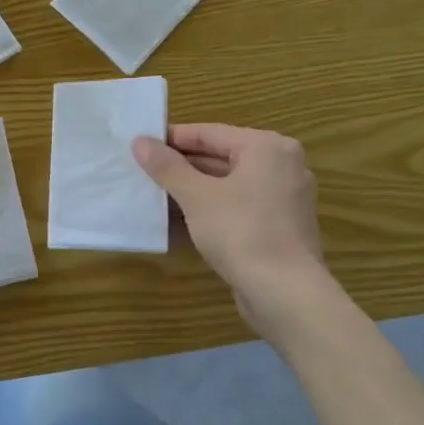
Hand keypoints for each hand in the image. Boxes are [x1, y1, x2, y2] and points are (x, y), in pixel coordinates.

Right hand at [133, 125, 329, 333]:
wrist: (284, 292)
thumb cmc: (240, 231)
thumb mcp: (196, 196)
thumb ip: (167, 167)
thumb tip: (140, 142)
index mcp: (266, 147)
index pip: (209, 133)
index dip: (171, 139)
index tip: (139, 145)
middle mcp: (281, 165)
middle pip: (220, 157)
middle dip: (180, 167)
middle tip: (142, 171)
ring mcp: (283, 198)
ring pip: (227, 184)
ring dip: (192, 190)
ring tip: (153, 196)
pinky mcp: (279, 226)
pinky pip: (237, 207)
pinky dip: (210, 209)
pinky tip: (179, 221)